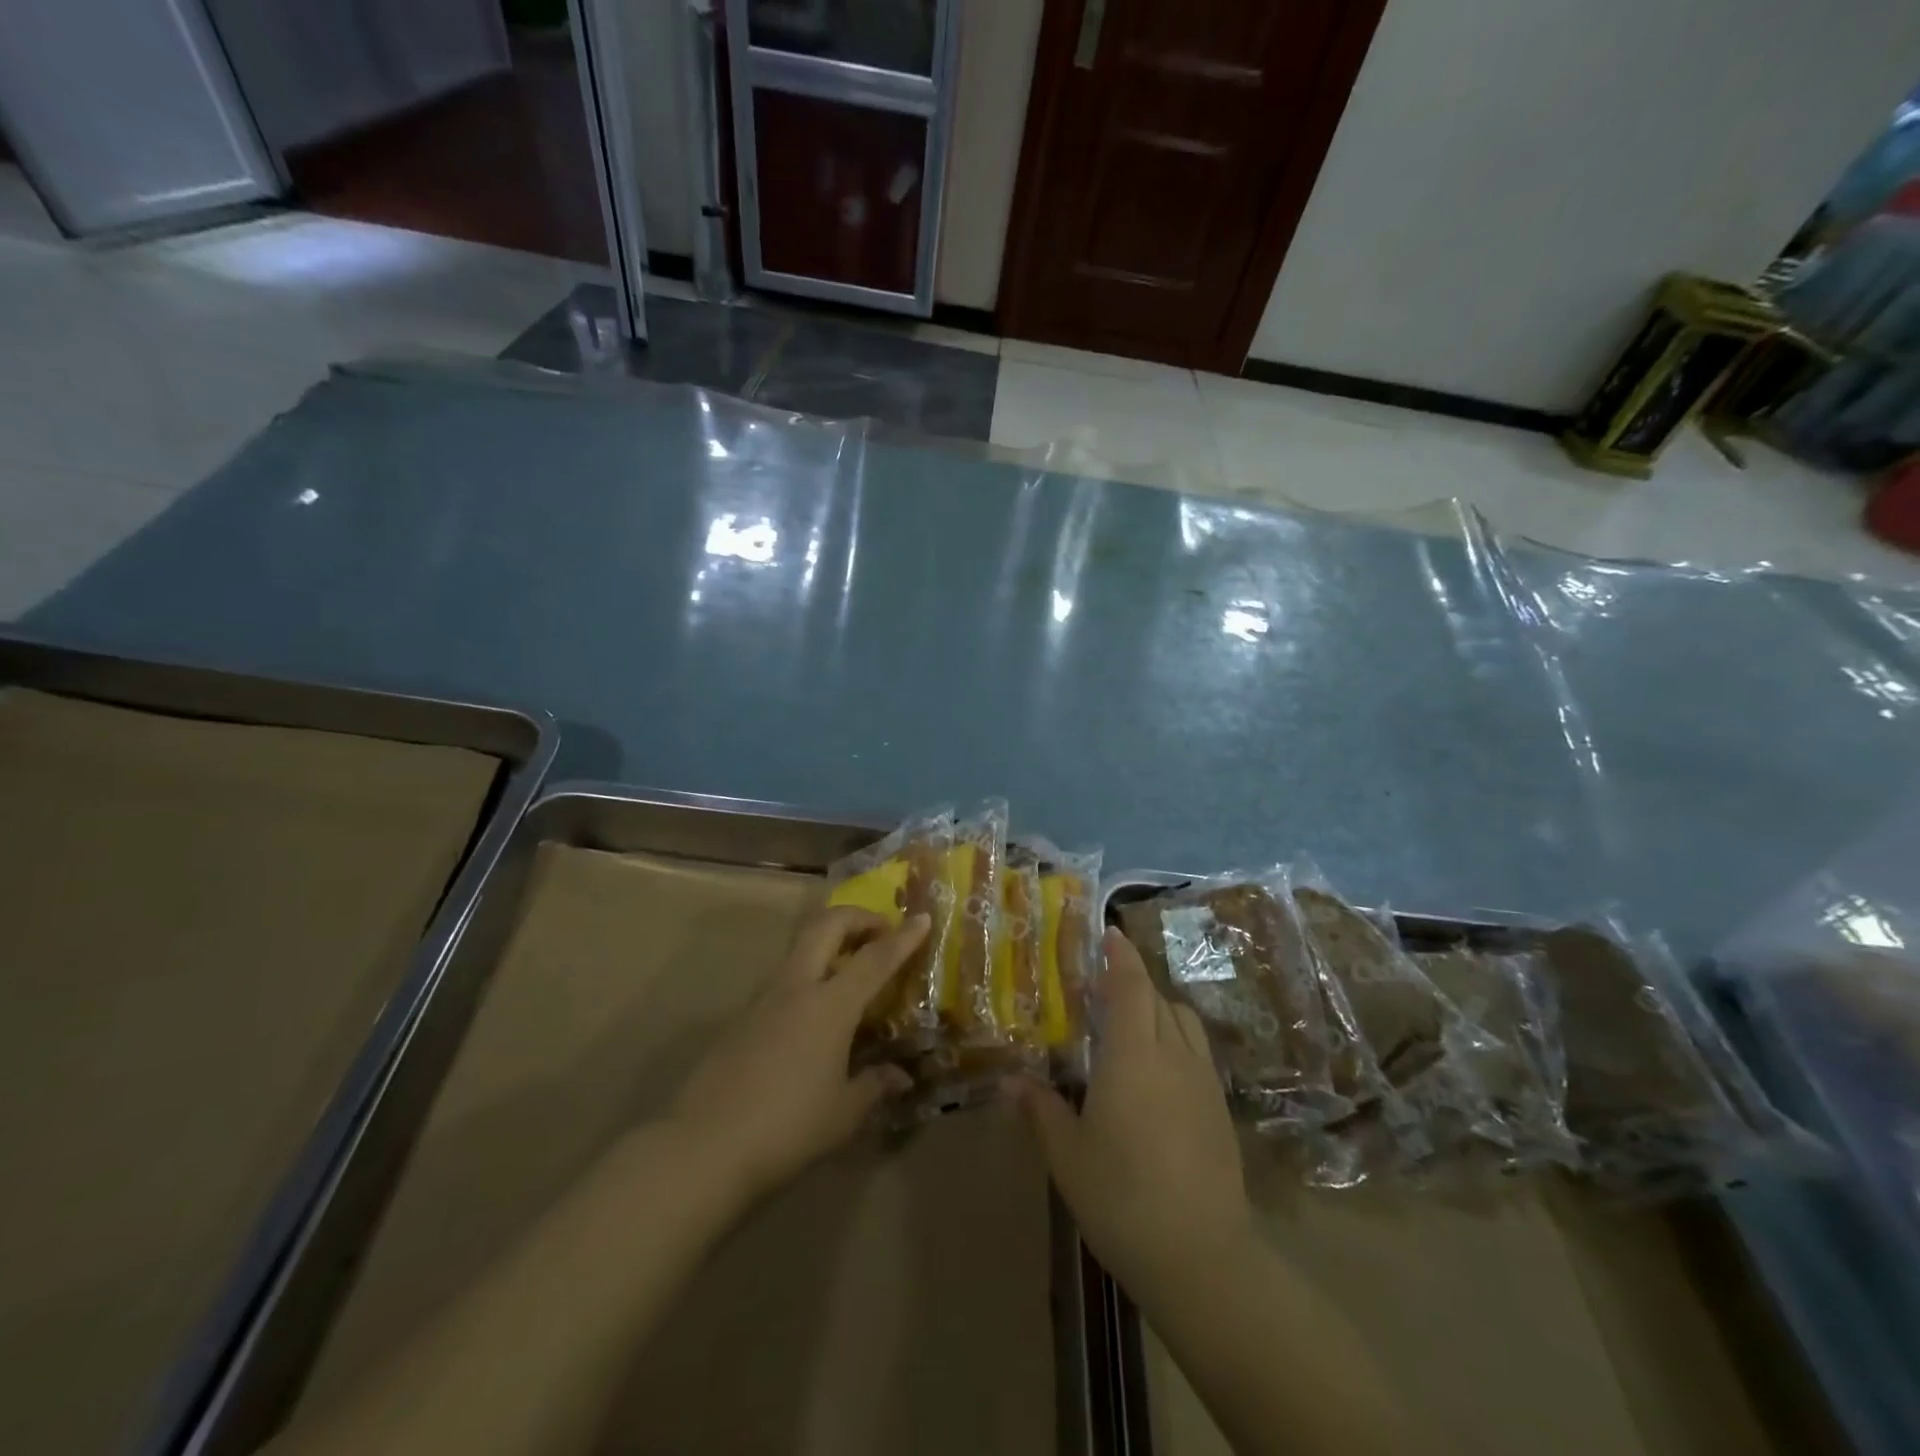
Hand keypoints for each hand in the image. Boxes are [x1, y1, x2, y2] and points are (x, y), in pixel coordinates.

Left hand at [671, 906, 928, 1205]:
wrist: (704, 1148)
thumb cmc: (787, 1128)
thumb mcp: (843, 1114)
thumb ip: (875, 1086)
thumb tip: (901, 1076)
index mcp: (830, 1004)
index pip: (875, 958)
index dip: (903, 937)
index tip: (923, 918)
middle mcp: (796, 987)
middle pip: (826, 925)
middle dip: (857, 917)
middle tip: (881, 932)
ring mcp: (764, 998)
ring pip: (800, 946)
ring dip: (830, 942)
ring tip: (852, 968)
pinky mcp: (742, 1017)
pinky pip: (784, 977)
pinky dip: (809, 973)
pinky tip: (817, 1012)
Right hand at [1008, 928, 1251, 1292]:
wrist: (1202, 1256)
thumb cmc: (1122, 1197)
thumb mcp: (1068, 1155)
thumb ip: (1040, 1109)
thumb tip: (1009, 1081)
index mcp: (1133, 1055)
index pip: (1130, 986)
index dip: (1121, 955)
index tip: (1110, 932)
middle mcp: (1173, 1054)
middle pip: (1157, 998)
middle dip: (1133, 979)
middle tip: (1104, 979)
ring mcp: (1203, 1081)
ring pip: (1182, 1021)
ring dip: (1158, 1007)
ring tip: (1131, 1021)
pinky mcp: (1220, 1108)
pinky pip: (1196, 1051)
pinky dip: (1175, 1038)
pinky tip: (1157, 1069)